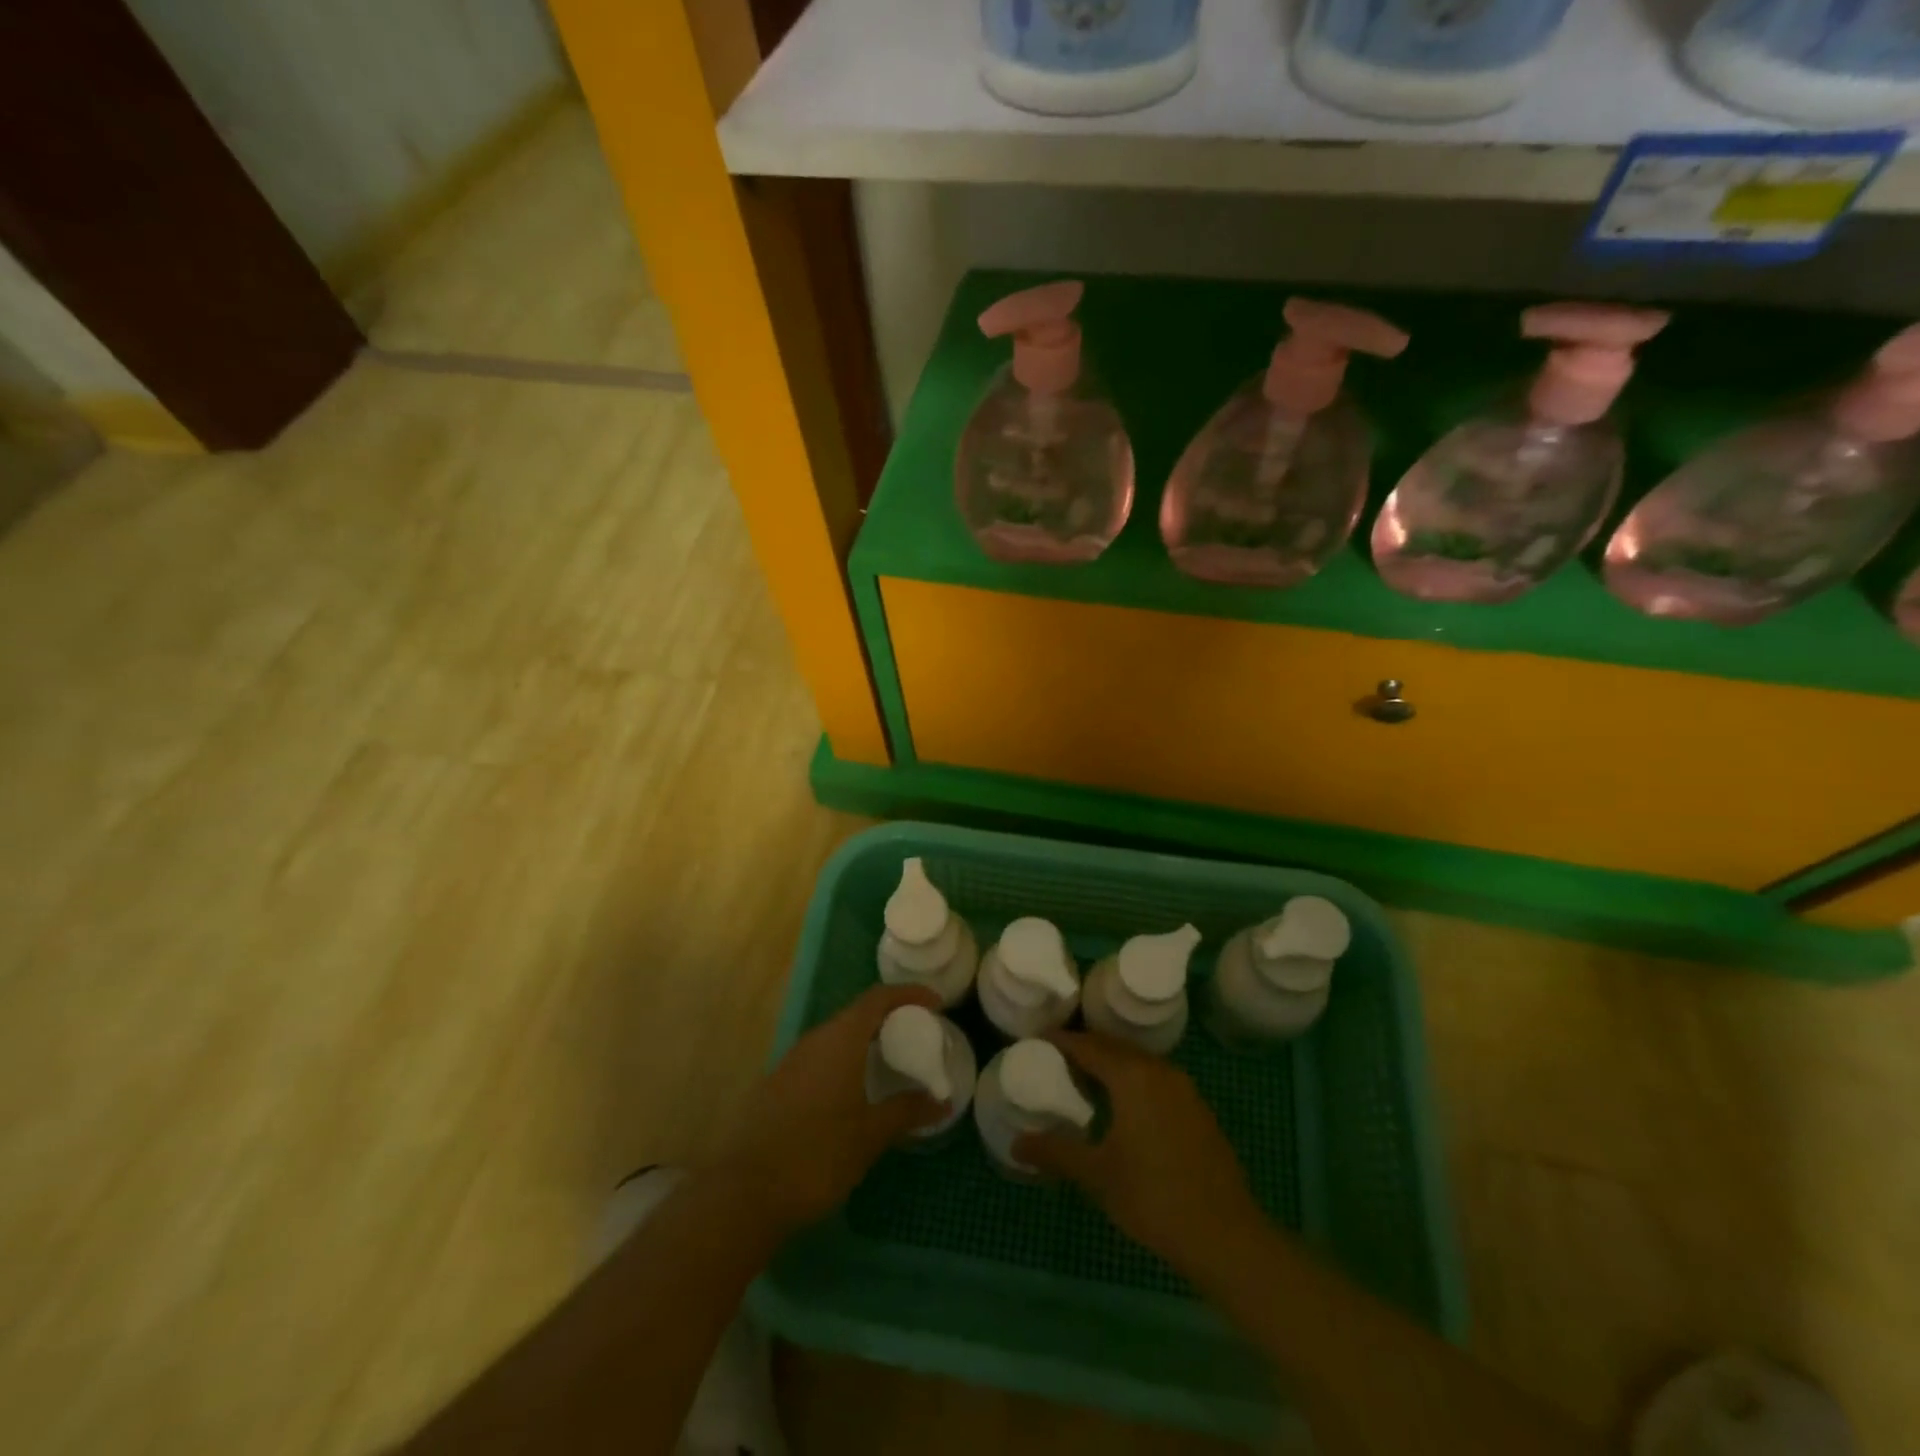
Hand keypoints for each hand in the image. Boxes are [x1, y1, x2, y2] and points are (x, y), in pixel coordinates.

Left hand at [709, 983, 947, 1231]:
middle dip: (889, 1018)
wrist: (745, 1193)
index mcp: (840, 1040)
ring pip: (836, 1037)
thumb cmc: (817, 1155)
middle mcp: (814, 1040)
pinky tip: (853, 1091)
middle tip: (917, 1035)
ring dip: (864, 1041)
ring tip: (890, 1062)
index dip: (908, 995)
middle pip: (856, 1014)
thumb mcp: (870, 1135)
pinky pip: (820, 1059)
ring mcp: (791, 1062)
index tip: (935, 1004)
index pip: (878, 998)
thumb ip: (907, 1111)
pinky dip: (844, 1062)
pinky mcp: (778, 1085)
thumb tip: (942, 1101)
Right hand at [1015, 1032, 1264, 1275]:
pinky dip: (1132, 1080)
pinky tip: (1121, 1106)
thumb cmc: (1154, 1198)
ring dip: (1110, 1064)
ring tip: (1082, 1081)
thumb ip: (1056, 1152)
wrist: (1226, 1236)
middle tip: (1054, 1059)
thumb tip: (1017, 1144)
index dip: (1060, 1041)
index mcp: (1132, 1076)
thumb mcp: (1097, 1175)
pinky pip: (1155, 1079)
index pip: (1088, 1045)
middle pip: (1113, 1047)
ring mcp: (1183, 1088)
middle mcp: (1159, 1071)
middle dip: (1084, 1048)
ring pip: (1137, 1062)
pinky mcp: (1197, 1109)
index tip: (1035, 1042)